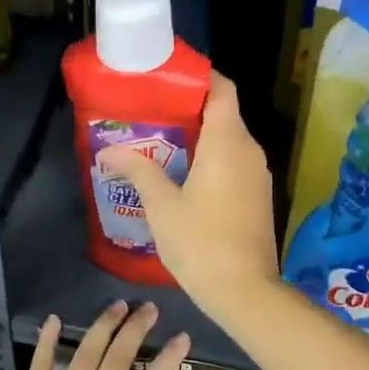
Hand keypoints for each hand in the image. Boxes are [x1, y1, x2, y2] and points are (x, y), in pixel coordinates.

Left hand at [0, 302, 193, 369]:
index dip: (167, 361)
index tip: (182, 336)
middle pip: (118, 363)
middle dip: (136, 331)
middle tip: (149, 307)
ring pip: (85, 358)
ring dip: (102, 328)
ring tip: (118, 305)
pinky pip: (40, 369)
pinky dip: (47, 343)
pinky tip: (53, 319)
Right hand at [97, 72, 281, 322]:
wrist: (244, 291)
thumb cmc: (200, 241)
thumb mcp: (161, 205)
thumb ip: (138, 171)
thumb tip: (110, 151)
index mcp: (227, 142)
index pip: (222, 89)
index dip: (200, 77)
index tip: (170, 79)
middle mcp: (249, 150)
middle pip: (224, 113)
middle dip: (190, 109)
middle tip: (153, 113)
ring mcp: (258, 174)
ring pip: (229, 140)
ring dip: (200, 136)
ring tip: (162, 143)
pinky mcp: (258, 196)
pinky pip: (235, 162)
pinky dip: (212, 158)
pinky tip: (184, 175)